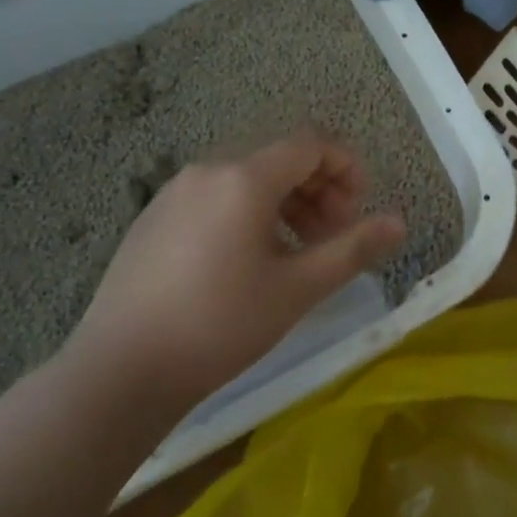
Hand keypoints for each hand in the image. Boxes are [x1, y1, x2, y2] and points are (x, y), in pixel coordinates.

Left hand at [63, 131, 405, 406]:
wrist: (117, 373)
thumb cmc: (219, 326)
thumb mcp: (296, 289)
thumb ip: (352, 249)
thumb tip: (399, 223)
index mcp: (245, 177)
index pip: (311, 143)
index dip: (346, 168)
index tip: (358, 210)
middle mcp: (209, 169)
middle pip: (280, 158)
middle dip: (319, 189)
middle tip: (333, 236)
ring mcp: (175, 191)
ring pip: (248, 178)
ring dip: (286, 203)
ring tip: (297, 252)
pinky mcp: (153, 217)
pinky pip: (217, 196)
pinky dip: (249, 213)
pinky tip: (248, 262)